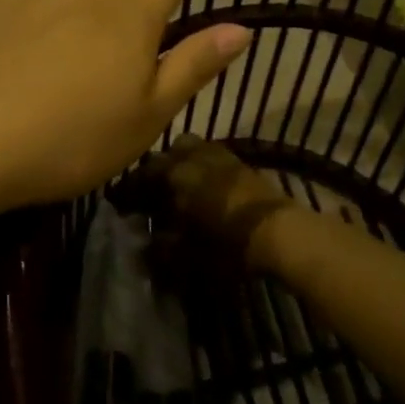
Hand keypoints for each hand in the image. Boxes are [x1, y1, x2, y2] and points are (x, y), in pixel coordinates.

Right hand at [140, 135, 299, 270]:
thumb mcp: (187, 254)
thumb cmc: (227, 244)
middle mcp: (194, 157)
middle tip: (155, 193)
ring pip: (193, 148)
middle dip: (158, 170)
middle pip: (167, 154)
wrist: (280, 233)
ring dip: (183, 163)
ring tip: (183, 186)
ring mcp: (220, 156)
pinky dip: (205, 167)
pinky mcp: (242, 163)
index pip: (142, 175)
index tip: (124, 204)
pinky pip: (214, 156)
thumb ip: (162, 247)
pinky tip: (209, 188)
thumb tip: (148, 241)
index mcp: (174, 175)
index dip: (130, 190)